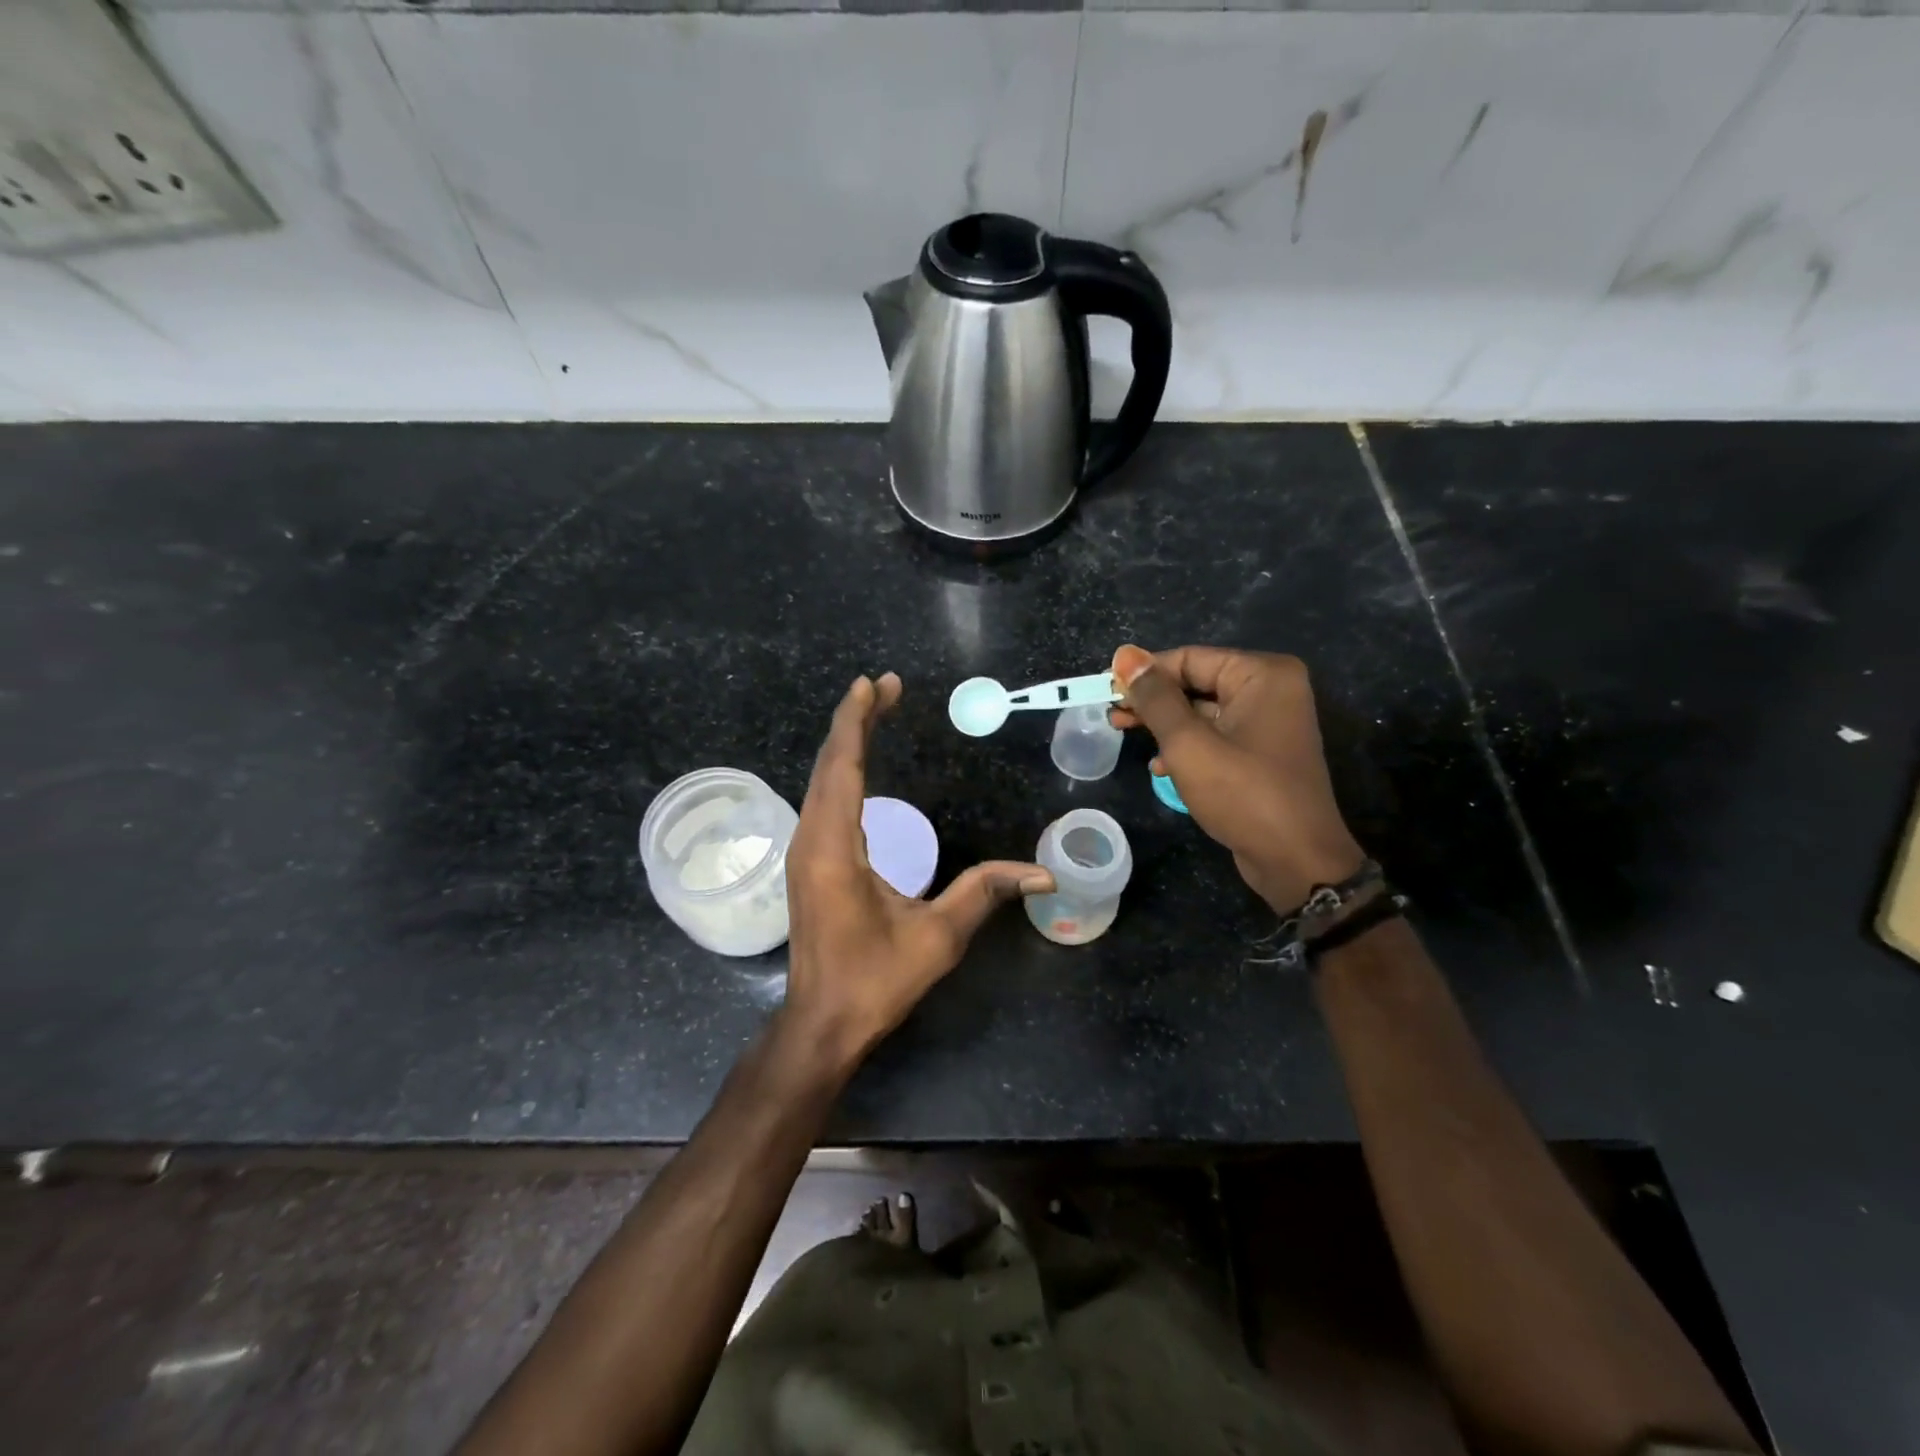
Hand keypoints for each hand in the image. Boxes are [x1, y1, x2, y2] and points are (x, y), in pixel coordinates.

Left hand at [780, 673, 1052, 1072]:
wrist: (821, 1023)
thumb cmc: (875, 981)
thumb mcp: (937, 937)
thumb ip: (985, 893)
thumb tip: (1043, 873)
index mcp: (834, 848)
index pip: (842, 767)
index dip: (857, 721)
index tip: (874, 684)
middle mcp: (811, 839)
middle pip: (829, 764)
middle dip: (854, 720)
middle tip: (884, 687)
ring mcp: (803, 851)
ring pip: (821, 781)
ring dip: (845, 743)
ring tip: (873, 711)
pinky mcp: (807, 863)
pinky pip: (821, 800)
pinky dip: (839, 770)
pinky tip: (856, 764)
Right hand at [1109, 644, 1364, 913]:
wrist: (1296, 861)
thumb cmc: (1242, 794)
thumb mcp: (1188, 743)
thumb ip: (1155, 697)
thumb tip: (1125, 654)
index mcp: (1262, 675)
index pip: (1189, 658)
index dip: (1144, 673)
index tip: (1105, 691)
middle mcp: (1271, 690)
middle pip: (1196, 682)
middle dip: (1152, 700)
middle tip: (1111, 715)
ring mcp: (1269, 723)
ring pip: (1202, 711)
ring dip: (1164, 725)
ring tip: (1123, 734)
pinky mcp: (1262, 753)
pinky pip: (1216, 736)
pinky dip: (1186, 746)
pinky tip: (1160, 767)